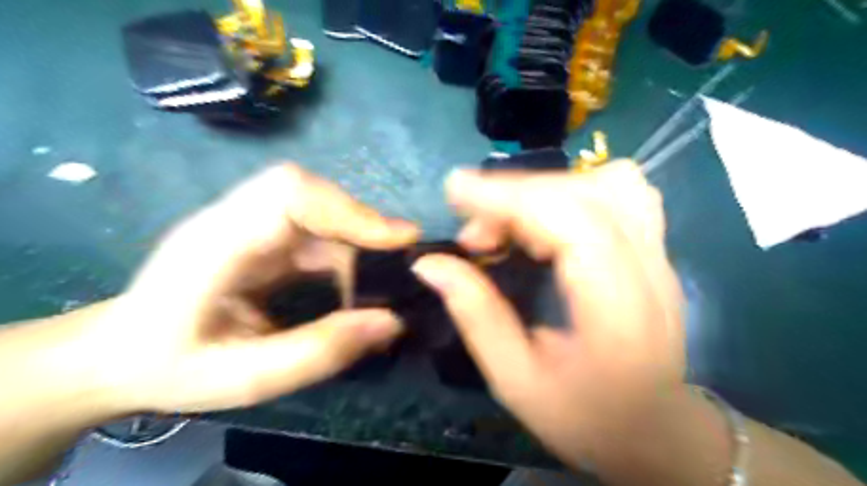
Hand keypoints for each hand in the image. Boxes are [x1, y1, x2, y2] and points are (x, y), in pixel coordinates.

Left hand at [92, 164, 416, 414]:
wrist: (122, 354)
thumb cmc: (171, 366)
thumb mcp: (245, 377)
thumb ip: (319, 351)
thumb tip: (392, 321)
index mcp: (216, 242)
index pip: (289, 192)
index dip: (348, 209)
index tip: (396, 241)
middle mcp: (236, 219)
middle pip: (313, 194)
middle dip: (364, 225)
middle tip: (403, 264)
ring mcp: (251, 222)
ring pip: (322, 210)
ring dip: (360, 242)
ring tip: (386, 281)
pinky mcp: (265, 234)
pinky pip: (318, 230)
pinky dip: (348, 252)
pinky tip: (358, 284)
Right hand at [410, 162, 687, 470]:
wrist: (654, 430)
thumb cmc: (584, 416)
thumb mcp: (515, 379)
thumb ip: (475, 314)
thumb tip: (430, 263)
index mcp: (617, 308)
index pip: (569, 220)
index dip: (507, 196)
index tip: (454, 190)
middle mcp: (649, 268)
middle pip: (585, 192)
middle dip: (515, 195)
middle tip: (474, 234)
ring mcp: (659, 254)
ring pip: (608, 182)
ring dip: (545, 190)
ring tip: (510, 225)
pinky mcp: (655, 249)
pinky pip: (620, 192)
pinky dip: (572, 192)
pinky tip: (546, 223)